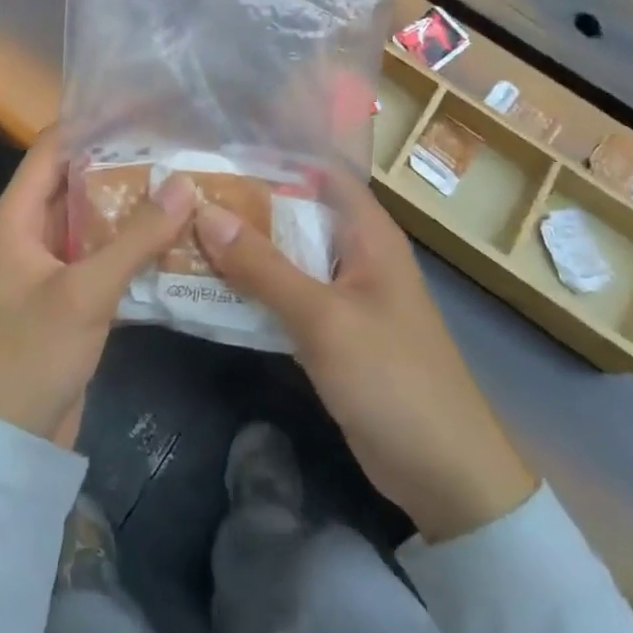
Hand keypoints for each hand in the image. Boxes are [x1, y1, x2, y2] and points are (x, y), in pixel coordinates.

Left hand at [0, 128, 196, 447]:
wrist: (8, 443)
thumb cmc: (32, 354)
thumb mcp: (85, 291)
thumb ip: (136, 237)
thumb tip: (183, 182)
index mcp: (16, 216)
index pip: (53, 148)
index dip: (92, 124)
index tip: (141, 108)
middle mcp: (29, 231)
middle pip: (76, 180)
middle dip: (121, 163)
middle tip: (175, 146)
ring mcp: (49, 264)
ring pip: (93, 218)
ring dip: (131, 205)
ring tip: (182, 182)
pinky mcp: (68, 294)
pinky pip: (101, 254)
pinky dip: (131, 243)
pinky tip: (173, 236)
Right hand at [191, 171, 537, 542]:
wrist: (447, 478)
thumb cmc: (393, 379)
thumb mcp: (323, 318)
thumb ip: (264, 267)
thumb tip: (206, 214)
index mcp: (367, 233)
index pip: (319, 172)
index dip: (273, 158)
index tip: (219, 154)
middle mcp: (354, 253)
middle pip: (295, 213)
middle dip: (245, 205)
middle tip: (186, 196)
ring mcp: (342, 294)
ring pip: (286, 256)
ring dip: (244, 249)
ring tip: (185, 231)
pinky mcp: (331, 332)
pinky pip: (286, 296)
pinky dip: (253, 288)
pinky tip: (209, 286)